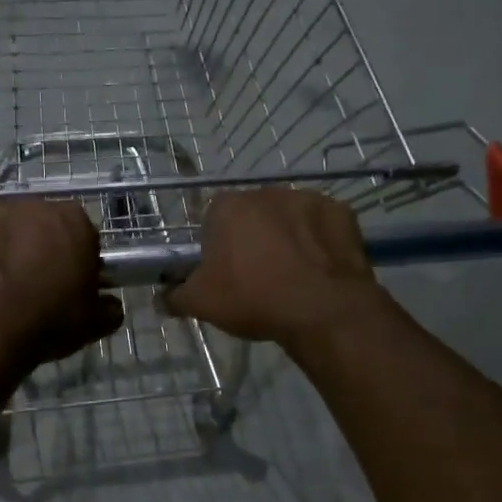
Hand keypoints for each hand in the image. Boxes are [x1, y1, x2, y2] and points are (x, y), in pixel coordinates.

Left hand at [0, 200, 122, 374]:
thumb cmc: (46, 322)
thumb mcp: (92, 324)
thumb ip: (108, 309)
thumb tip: (111, 305)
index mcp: (75, 222)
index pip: (83, 234)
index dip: (77, 258)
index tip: (70, 283)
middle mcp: (36, 205)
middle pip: (42, 225)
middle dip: (40, 247)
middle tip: (34, 283)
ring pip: (5, 227)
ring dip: (5, 246)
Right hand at [162, 189, 378, 345]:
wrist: (321, 309)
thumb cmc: (253, 299)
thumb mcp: (201, 303)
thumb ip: (174, 296)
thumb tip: (159, 298)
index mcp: (227, 206)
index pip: (213, 220)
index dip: (217, 247)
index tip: (224, 274)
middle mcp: (266, 192)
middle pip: (252, 216)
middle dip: (253, 240)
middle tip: (257, 278)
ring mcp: (307, 198)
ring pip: (289, 219)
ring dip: (287, 238)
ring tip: (293, 277)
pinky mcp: (341, 212)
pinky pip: (322, 227)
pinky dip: (319, 243)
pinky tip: (319, 271)